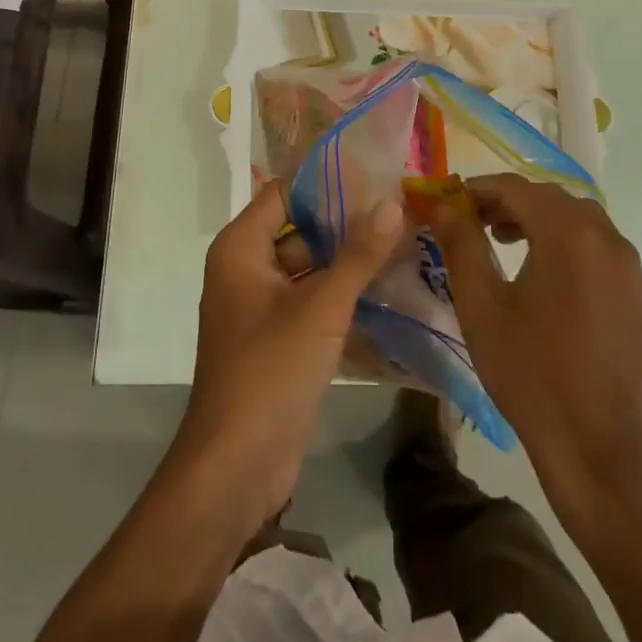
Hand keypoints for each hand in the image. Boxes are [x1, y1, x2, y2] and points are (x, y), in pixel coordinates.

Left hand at [171, 181, 406, 531]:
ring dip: (349, 261)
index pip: (285, 194)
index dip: (327, 183)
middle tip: (400, 207)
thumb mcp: (321, 308)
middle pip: (300, 229)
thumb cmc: (270, 371)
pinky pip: (312, 302)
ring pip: (310, 268)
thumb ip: (358, 254)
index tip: (376, 174)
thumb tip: (393, 202)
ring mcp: (262, 307)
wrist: (236, 468)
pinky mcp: (278, 339)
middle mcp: (246, 269)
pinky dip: (343, 294)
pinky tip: (388, 287)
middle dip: (347, 222)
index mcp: (241, 248)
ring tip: (404, 241)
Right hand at [424, 174, 641, 524]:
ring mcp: (631, 270)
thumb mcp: (481, 306)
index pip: (517, 188)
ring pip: (581, 222)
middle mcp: (608, 240)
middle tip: (476, 222)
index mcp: (568, 235)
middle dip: (511, 203)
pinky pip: (602, 252)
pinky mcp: (641, 298)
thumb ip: (460, 244)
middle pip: (552, 199)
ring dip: (542, 222)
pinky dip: (571, 248)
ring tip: (508, 243)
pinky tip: (550, 280)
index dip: (480, 189)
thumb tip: (442, 206)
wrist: (595, 449)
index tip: (452, 202)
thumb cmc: (529, 372)